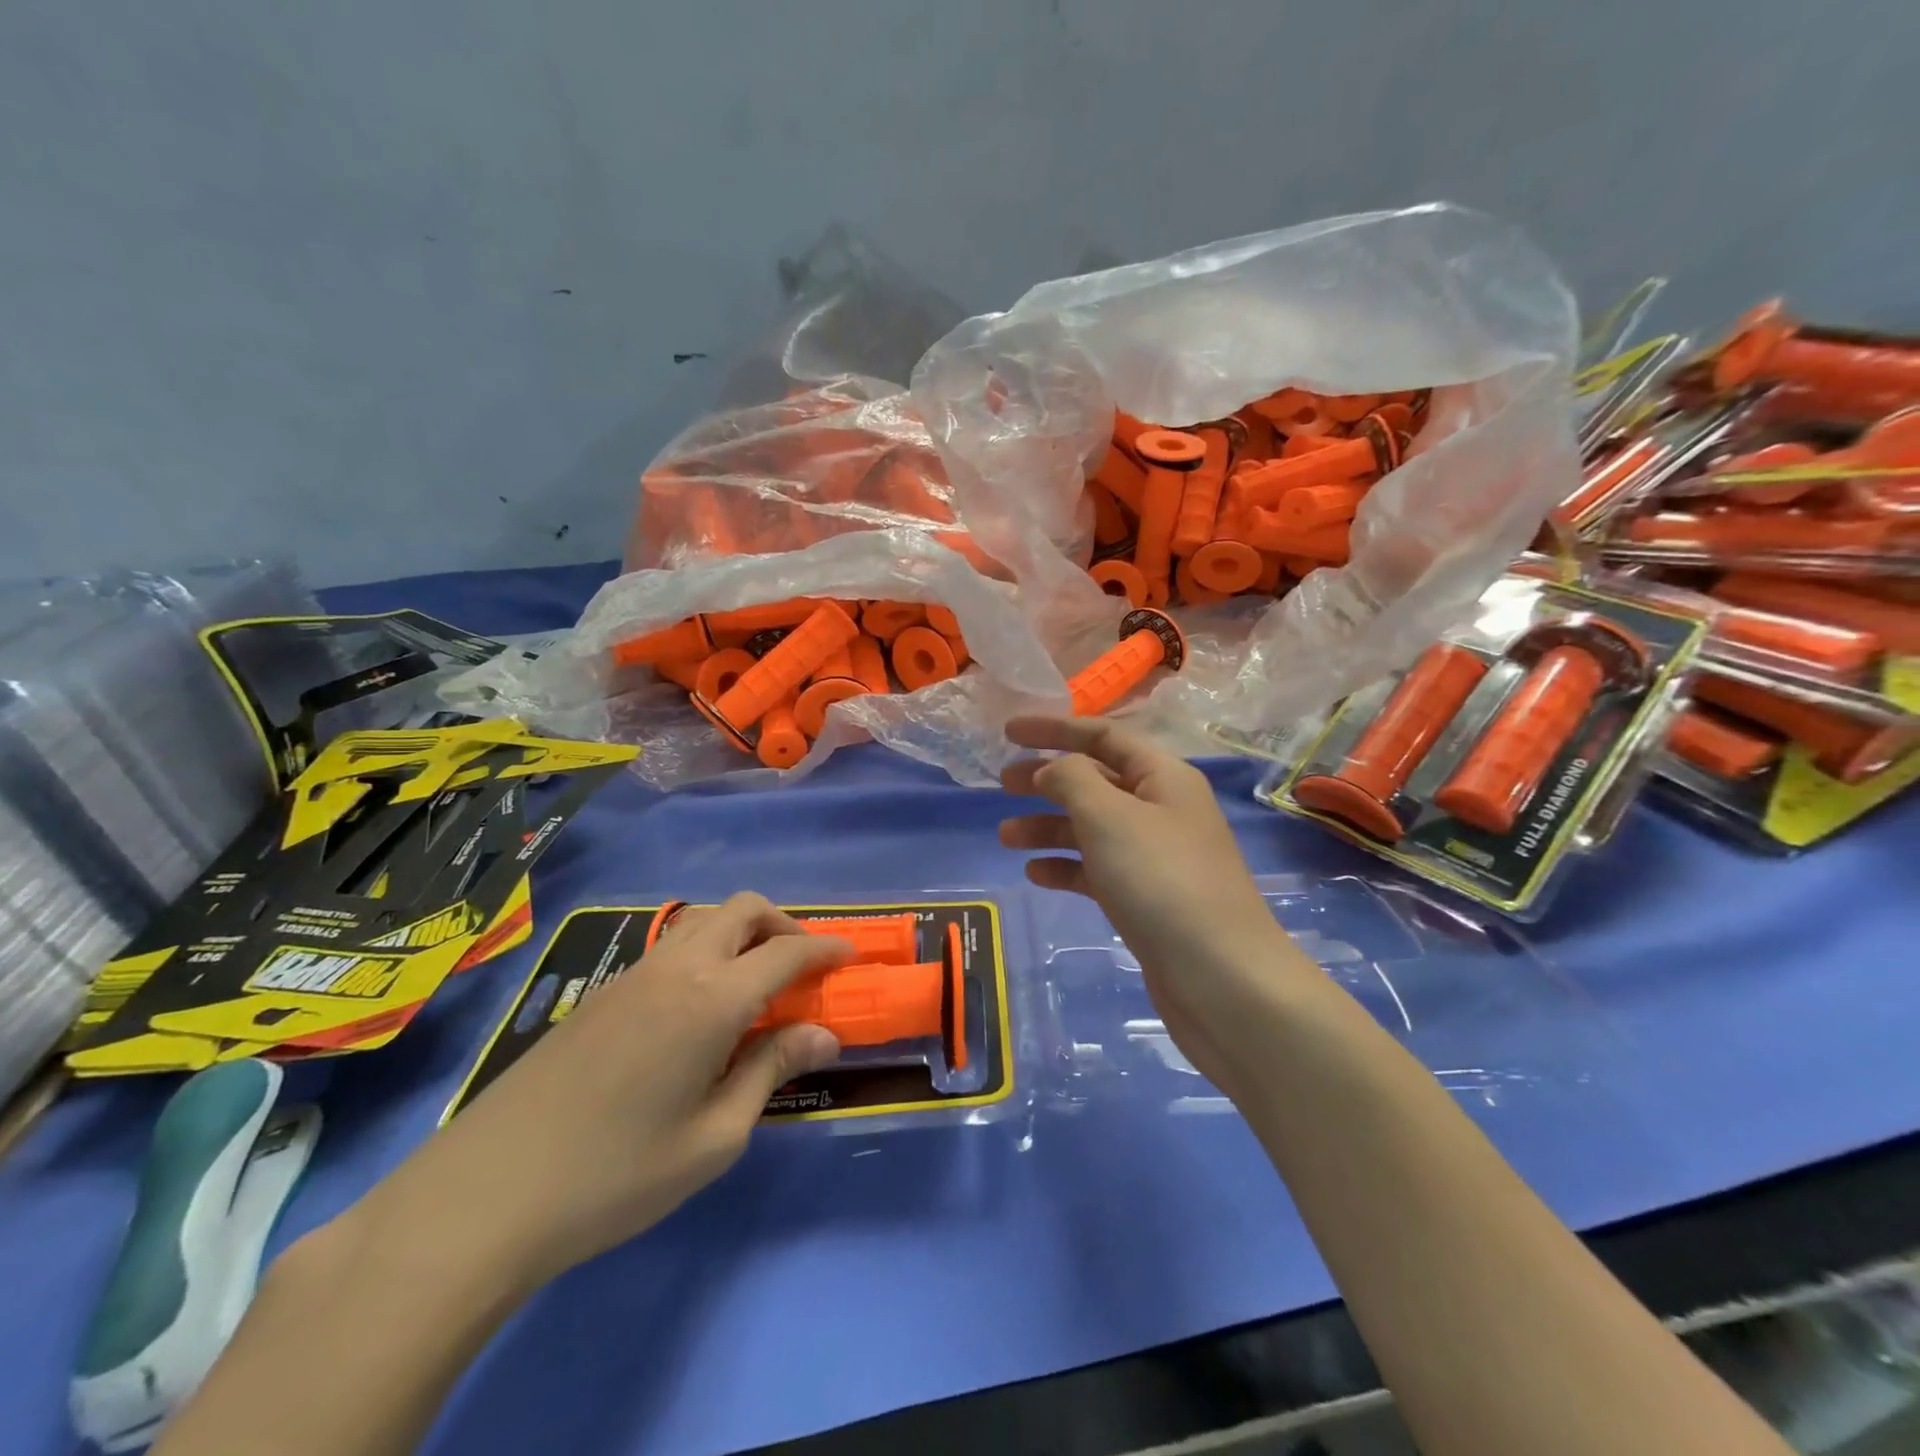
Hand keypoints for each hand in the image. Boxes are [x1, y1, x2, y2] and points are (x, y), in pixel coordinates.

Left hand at [358, 894, 850, 1285]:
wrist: (484, 1195)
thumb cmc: (615, 1177)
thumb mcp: (713, 1138)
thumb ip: (771, 1071)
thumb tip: (824, 1035)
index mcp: (711, 999)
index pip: (786, 953)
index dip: (826, 948)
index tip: (850, 956)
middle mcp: (677, 968)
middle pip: (743, 908)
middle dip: (784, 924)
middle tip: (802, 967)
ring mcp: (633, 974)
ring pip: (704, 919)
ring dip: (743, 932)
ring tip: (757, 983)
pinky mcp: (604, 991)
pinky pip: (672, 945)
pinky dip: (707, 951)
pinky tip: (701, 1006)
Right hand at [998, 716, 1318, 1086]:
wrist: (1221, 978)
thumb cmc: (1161, 881)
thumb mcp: (1108, 816)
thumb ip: (1071, 779)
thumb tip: (1052, 769)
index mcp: (1162, 776)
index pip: (1103, 736)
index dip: (1054, 729)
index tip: (1009, 731)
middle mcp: (1161, 809)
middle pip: (1095, 780)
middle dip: (1047, 778)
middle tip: (1002, 784)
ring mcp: (1156, 856)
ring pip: (1093, 827)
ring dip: (1049, 826)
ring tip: (1006, 836)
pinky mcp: (1147, 898)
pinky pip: (1098, 869)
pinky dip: (1067, 866)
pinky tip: (1036, 874)